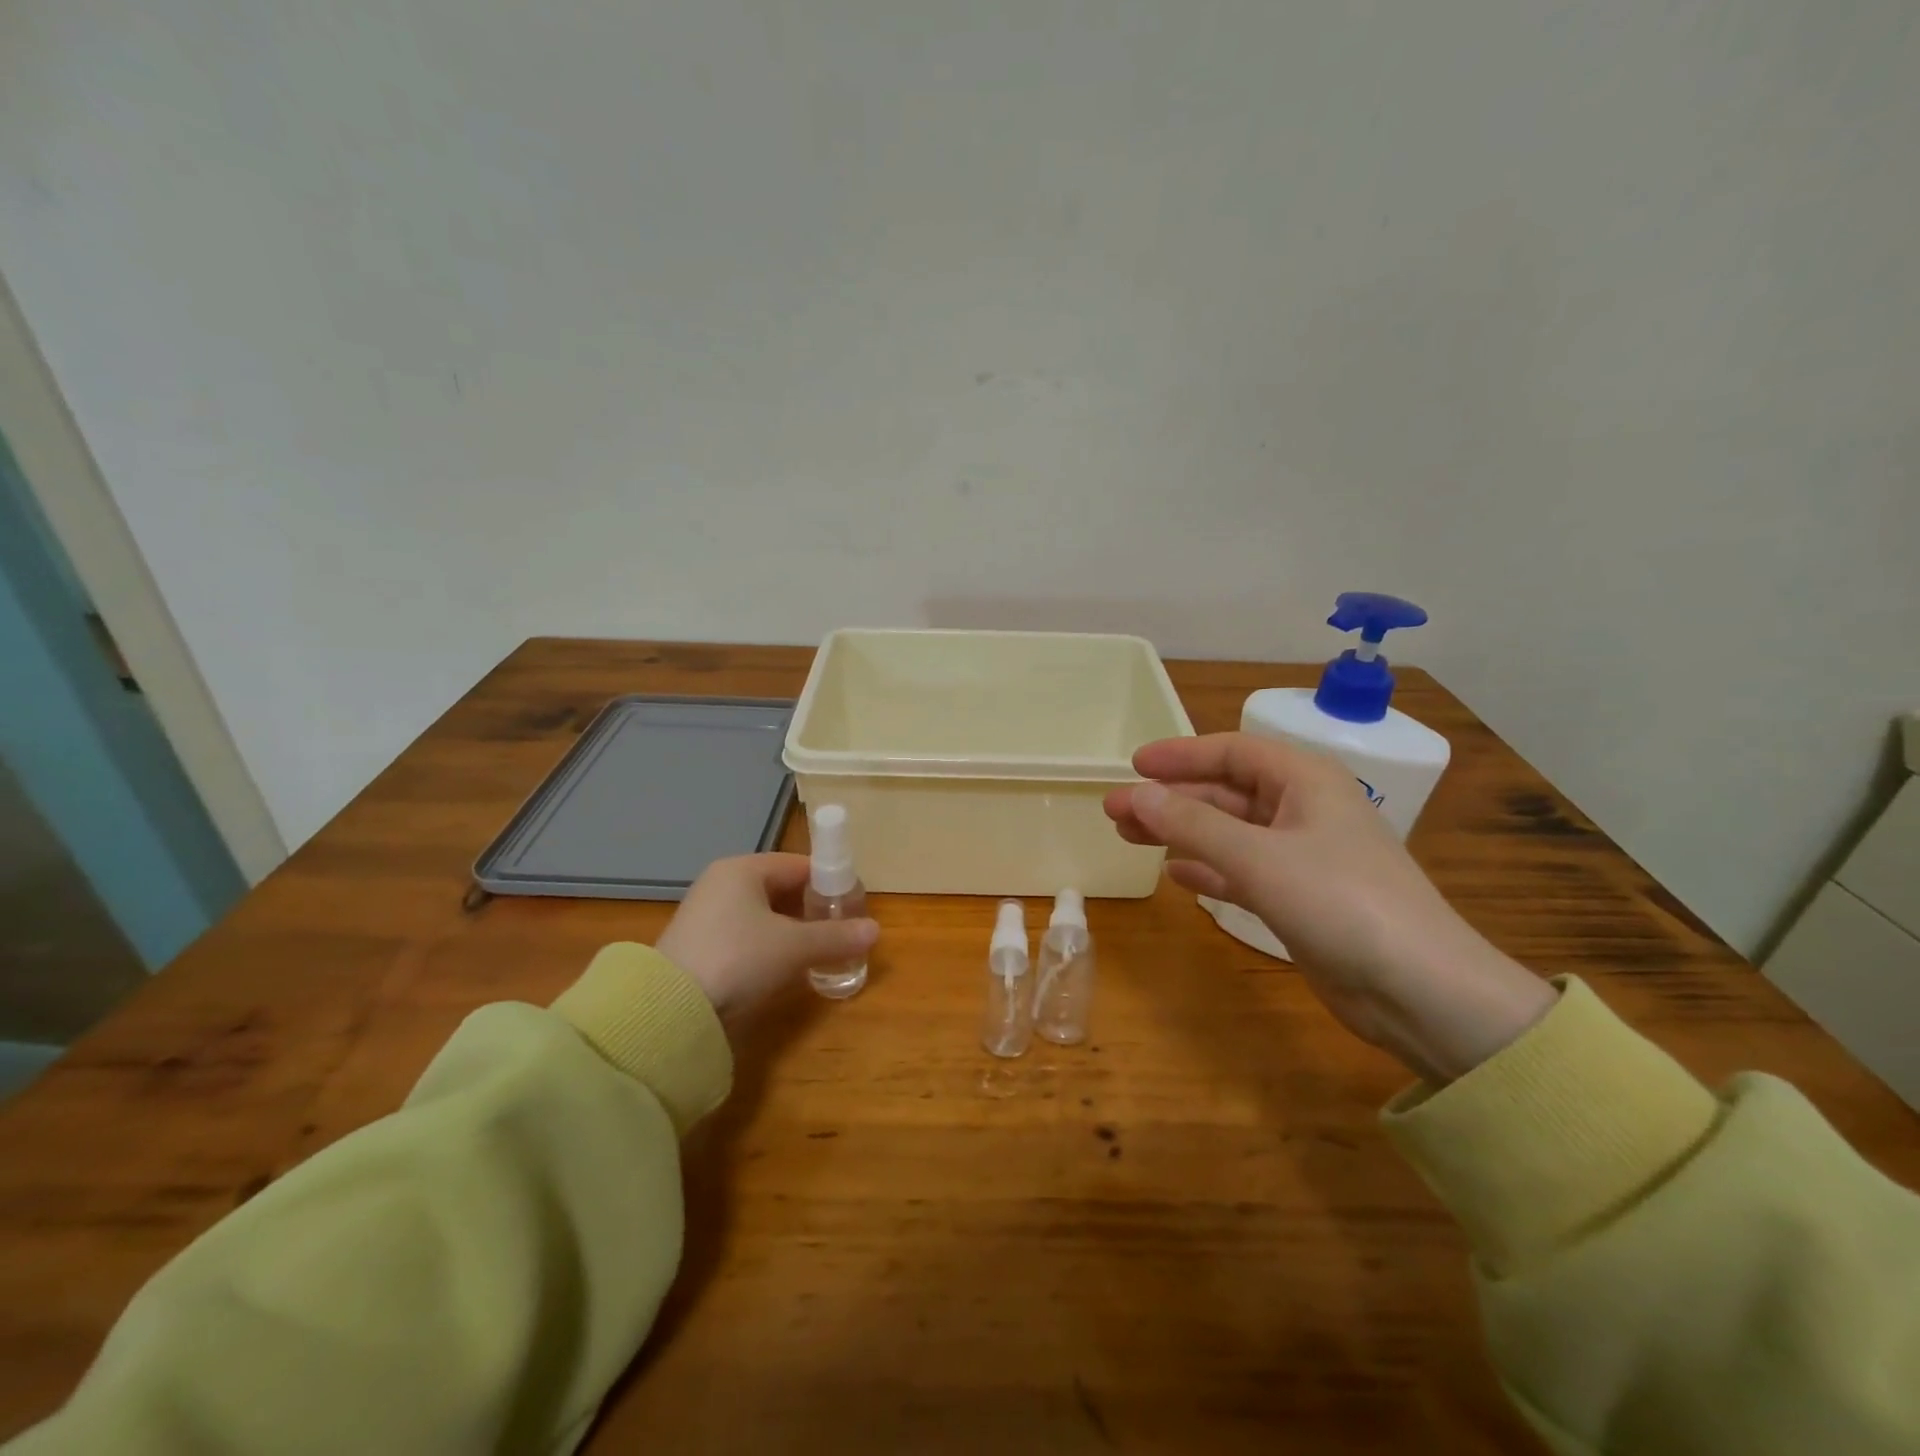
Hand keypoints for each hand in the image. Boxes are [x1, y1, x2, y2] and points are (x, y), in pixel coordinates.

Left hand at [656, 854, 879, 1023]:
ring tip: (819, 950)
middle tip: (839, 930)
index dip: (829, 882)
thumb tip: (875, 930)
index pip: (798, 865)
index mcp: (743, 869)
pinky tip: (785, 966)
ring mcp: (706, 915)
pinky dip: (769, 945)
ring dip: (792, 929)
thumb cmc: (739, 958)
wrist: (670, 1010)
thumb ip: (836, 936)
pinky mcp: (698, 945)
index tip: (852, 905)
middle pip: (781, 888)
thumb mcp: (795, 946)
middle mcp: (722, 884)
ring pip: (763, 914)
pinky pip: (745, 935)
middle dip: (812, 908)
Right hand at [1105, 734, 1554, 1081]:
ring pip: (1229, 831)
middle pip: (1225, 792)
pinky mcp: (1301, 897)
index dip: (1180, 755)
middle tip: (1116, 810)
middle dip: (1170, 799)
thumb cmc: (1341, 903)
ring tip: (1131, 837)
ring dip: (1182, 831)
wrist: (1422, 992)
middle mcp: (1304, 810)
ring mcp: (1303, 856)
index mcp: (1306, 781)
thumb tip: (1135, 795)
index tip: (1133, 765)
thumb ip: (1192, 823)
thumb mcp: (1258, 857)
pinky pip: (1242, 869)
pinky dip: (1208, 867)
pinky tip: (1176, 873)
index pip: (1232, 751)